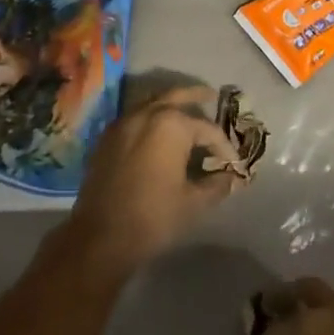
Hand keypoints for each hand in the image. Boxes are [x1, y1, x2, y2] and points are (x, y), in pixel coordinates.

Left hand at [65, 85, 246, 274]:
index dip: (224, 146)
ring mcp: (122, 124)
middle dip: (196, 96)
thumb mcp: (194, 202)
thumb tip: (232, 178)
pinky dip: (150, 118)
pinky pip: (134, 118)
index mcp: (171, 125)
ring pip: (152, 103)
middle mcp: (146, 115)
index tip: (233, 163)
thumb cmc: (153, 217)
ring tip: (185, 112)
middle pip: (176, 96)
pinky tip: (157, 133)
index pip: (208, 129)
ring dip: (170, 104)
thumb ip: (217, 184)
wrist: (100, 238)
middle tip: (211, 96)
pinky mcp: (106, 139)